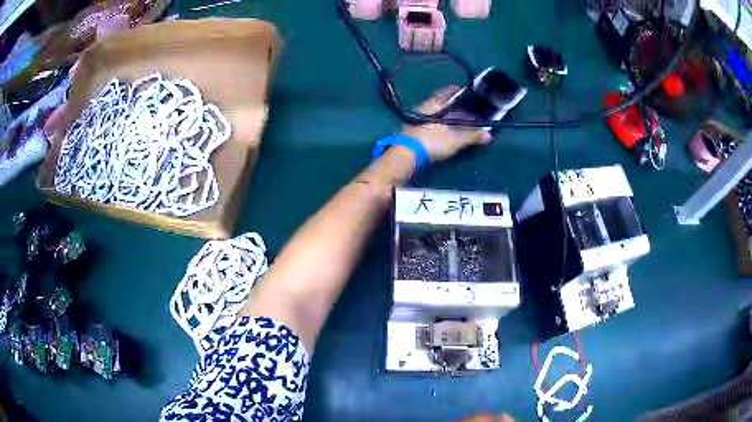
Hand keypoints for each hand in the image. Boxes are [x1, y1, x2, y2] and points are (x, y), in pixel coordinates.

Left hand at [401, 86, 492, 163]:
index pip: (447, 92)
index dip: (457, 90)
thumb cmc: (431, 142)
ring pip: (433, 111)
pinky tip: (442, 128)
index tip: (466, 91)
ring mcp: (415, 118)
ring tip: (455, 118)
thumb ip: (471, 136)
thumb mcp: (455, 140)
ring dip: (444, 113)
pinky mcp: (411, 129)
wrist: (404, 155)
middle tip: (464, 107)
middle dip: (452, 104)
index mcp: (434, 104)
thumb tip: (489, 136)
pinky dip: (437, 122)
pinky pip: (427, 120)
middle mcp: (423, 107)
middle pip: (440, 102)